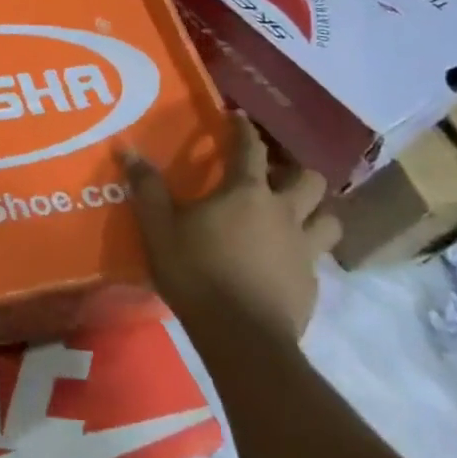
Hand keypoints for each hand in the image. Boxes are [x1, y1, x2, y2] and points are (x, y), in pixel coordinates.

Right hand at [121, 113, 341, 341]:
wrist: (243, 338)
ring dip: (316, 211)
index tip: (239, 119)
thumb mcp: (159, 228)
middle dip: (296, 171)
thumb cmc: (197, 273)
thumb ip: (147, 188)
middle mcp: (284, 213)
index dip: (244, 130)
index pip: (250, 149)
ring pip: (329, 219)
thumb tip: (128, 149)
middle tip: (276, 175)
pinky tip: (286, 260)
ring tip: (296, 215)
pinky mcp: (312, 283)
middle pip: (310, 180)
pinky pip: (318, 257)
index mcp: (246, 193)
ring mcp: (304, 249)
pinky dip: (305, 250)